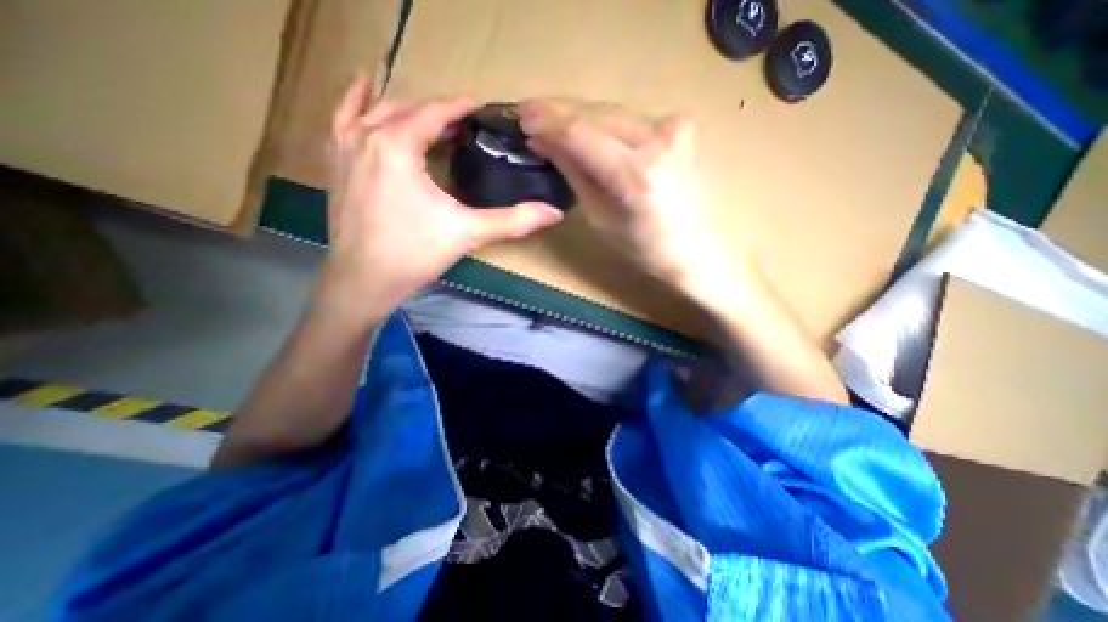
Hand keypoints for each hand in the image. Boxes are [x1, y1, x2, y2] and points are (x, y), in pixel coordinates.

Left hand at [318, 74, 564, 322]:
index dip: (458, 107)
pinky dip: (356, 104)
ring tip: (425, 111)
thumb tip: (554, 213)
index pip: (432, 112)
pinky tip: (365, 98)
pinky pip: (342, 120)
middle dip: (435, 109)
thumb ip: (513, 220)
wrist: (364, 280)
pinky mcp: (335, 164)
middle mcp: (366, 136)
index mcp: (397, 145)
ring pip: (373, 109)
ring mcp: (344, 148)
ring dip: (402, 105)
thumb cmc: (416, 253)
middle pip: (405, 107)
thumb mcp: (469, 233)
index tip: (478, 107)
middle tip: (461, 120)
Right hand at [516, 98, 738, 305]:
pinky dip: (602, 122)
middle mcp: (659, 141)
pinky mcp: (679, 125)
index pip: (581, 134)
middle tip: (529, 114)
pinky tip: (583, 127)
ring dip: (578, 115)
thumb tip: (541, 141)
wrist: (687, 247)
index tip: (521, 117)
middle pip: (596, 114)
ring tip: (549, 120)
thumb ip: (572, 171)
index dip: (548, 122)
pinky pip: (628, 119)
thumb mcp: (597, 213)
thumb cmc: (639, 245)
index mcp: (636, 175)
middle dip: (558, 112)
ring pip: (611, 112)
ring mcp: (673, 127)